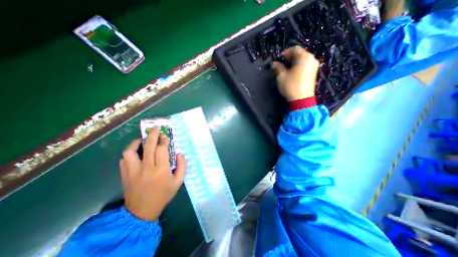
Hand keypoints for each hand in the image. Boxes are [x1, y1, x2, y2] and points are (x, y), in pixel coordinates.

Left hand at [122, 128, 186, 221]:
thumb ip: (182, 166)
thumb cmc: (163, 194)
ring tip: (141, 140)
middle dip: (153, 134)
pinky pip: (124, 159)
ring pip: (131, 151)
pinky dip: (129, 153)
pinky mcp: (124, 174)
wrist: (142, 211)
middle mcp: (146, 167)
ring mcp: (133, 171)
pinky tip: (135, 152)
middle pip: (148, 146)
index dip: (163, 140)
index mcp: (161, 170)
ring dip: (136, 143)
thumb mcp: (178, 181)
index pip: (162, 149)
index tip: (165, 135)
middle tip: (155, 128)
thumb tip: (180, 153)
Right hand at [271, 46, 319, 99]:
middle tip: (281, 63)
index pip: (294, 49)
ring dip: (293, 62)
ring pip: (302, 60)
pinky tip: (292, 72)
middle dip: (289, 58)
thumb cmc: (291, 85)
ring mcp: (314, 66)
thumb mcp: (281, 76)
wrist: (301, 100)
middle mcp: (312, 59)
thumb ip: (278, 67)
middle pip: (300, 54)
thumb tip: (274, 64)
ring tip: (285, 68)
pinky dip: (298, 66)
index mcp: (304, 57)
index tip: (278, 58)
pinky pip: (305, 65)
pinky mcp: (314, 73)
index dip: (285, 52)